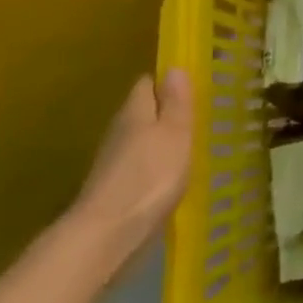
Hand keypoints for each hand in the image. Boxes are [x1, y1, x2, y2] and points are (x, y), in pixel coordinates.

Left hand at [68, 70, 193, 273]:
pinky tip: (169, 178)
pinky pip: (137, 167)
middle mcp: (118, 131)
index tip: (191, 89)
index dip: (167, 83)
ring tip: (187, 148)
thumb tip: (174, 67)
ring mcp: (112, 162)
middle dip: (165, 113)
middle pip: (142, 112)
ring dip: (159, 142)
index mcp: (134, 111)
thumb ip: (176, 101)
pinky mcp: (112, 190)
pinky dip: (152, 167)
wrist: (107, 236)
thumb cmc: (150, 176)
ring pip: (139, 140)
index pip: (147, 84)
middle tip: (195, 119)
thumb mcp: (175, 133)